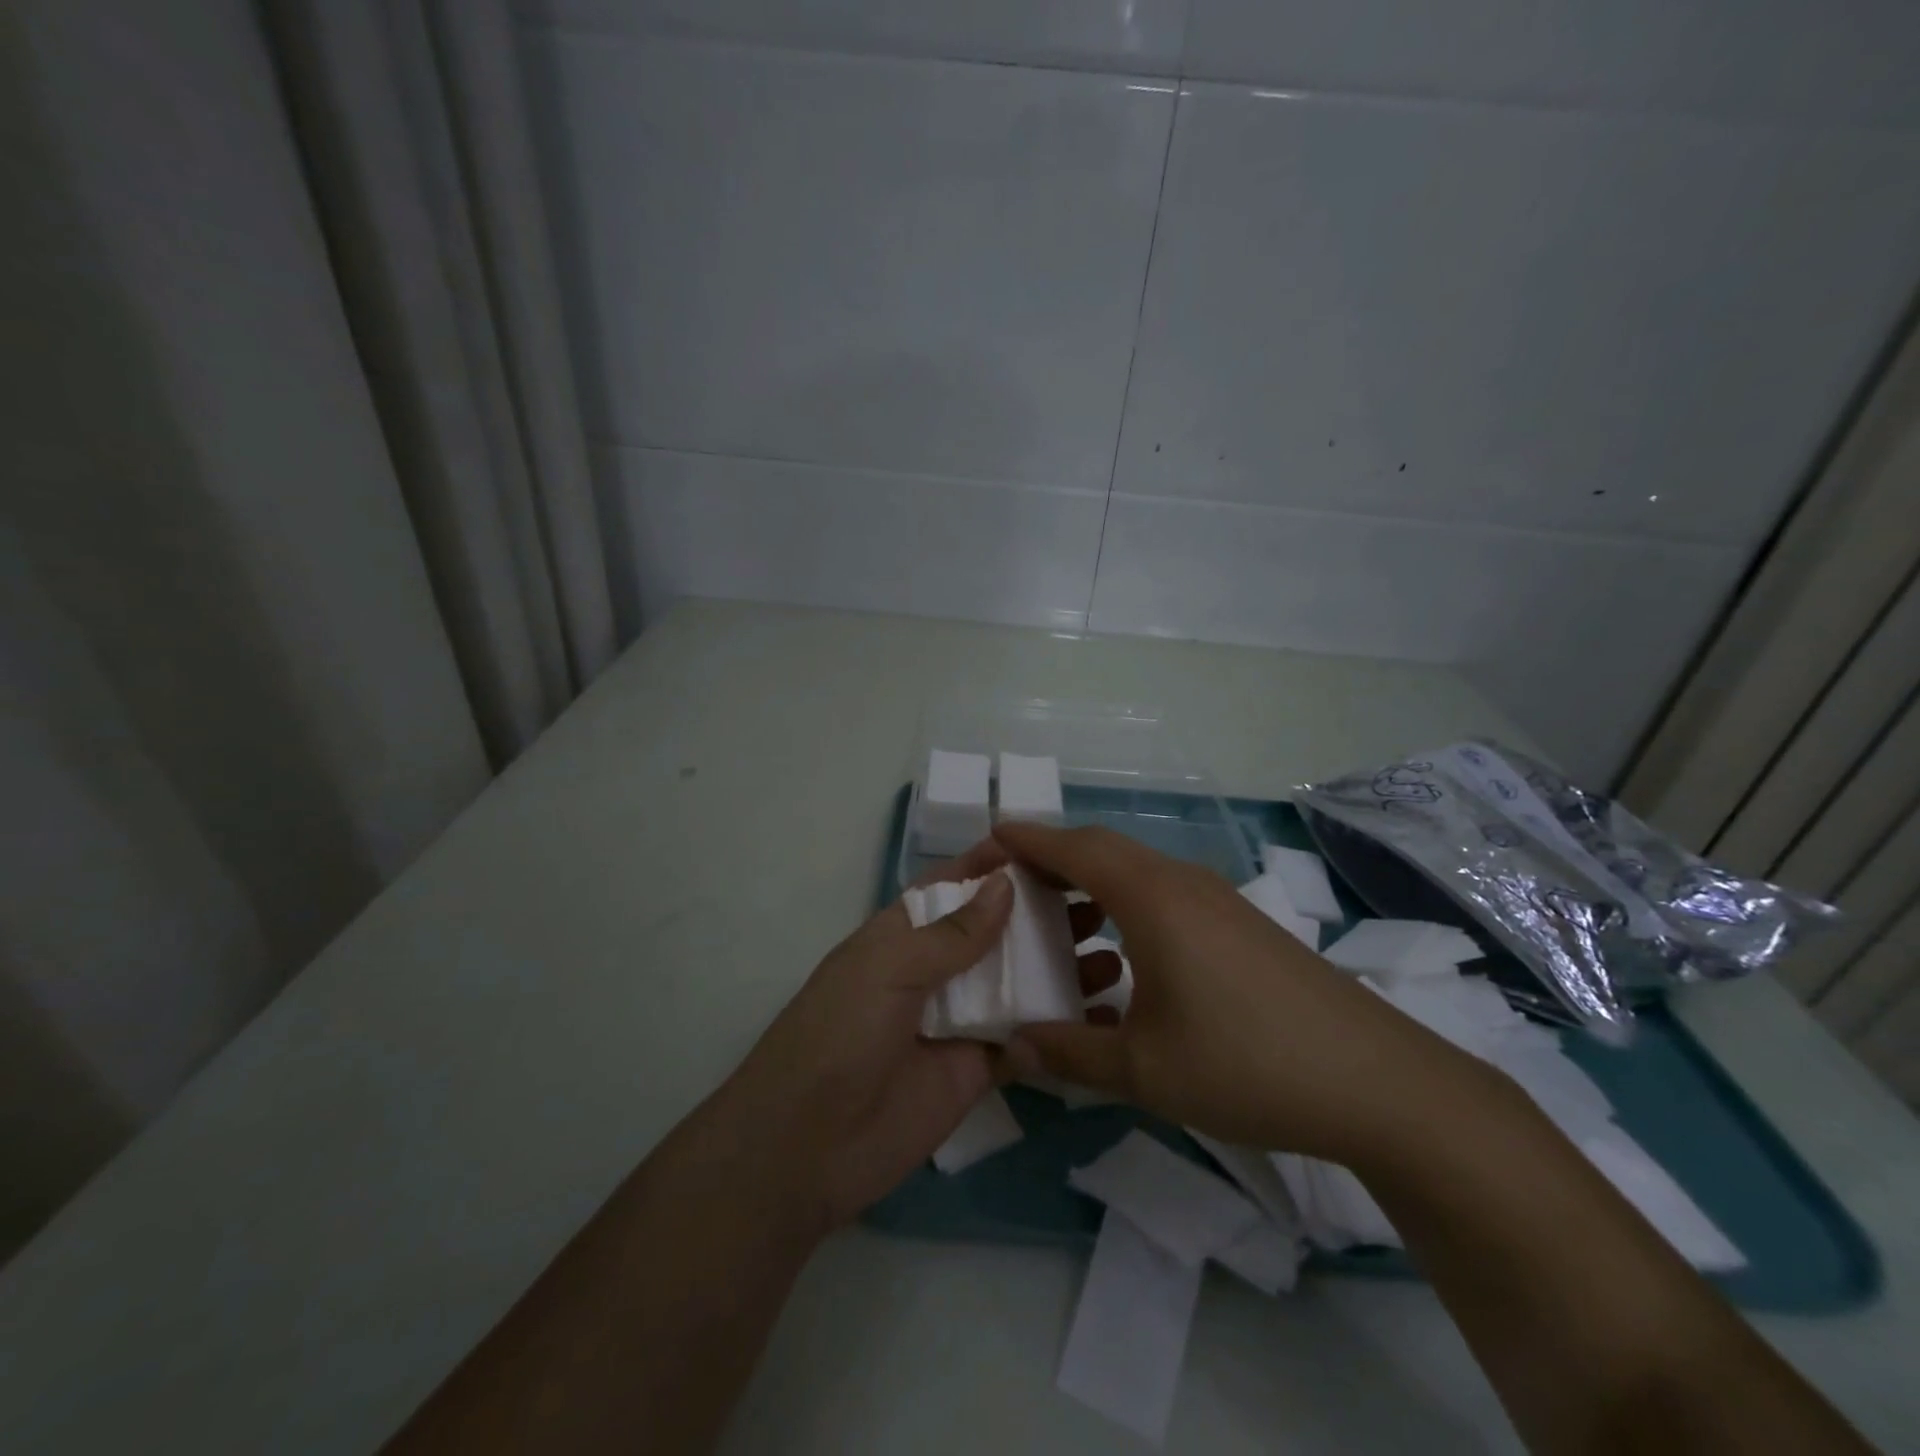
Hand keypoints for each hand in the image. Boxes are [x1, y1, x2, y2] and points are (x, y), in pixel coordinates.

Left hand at [708, 841, 1109, 1234]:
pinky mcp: (977, 1070)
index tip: (1053, 849)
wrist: (807, 1148)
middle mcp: (936, 969)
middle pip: (998, 932)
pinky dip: (1058, 1029)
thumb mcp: (888, 968)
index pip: (957, 886)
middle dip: (1043, 916)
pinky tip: (1103, 1017)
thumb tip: (1006, 884)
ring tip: (1114, 956)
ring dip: (1061, 969)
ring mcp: (958, 1020)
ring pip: (1019, 984)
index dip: (997, 866)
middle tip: (1103, 904)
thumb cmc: (839, 1035)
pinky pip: (1025, 1042)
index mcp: (906, 933)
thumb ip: (951, 933)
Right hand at [996, 821, 1488, 1162]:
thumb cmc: (1247, 1064)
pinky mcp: (1239, 922)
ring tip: (1061, 926)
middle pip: (1102, 848)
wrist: (1376, 1081)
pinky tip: (1123, 957)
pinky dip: (1125, 904)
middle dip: (1051, 859)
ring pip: (1136, 870)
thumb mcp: (1144, 1070)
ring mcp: (1216, 898)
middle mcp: (1181, 882)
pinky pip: (1164, 892)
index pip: (1073, 847)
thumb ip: (1070, 1055)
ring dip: (1091, 884)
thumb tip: (1014, 1049)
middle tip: (1011, 888)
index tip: (987, 842)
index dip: (1026, 839)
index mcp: (1151, 898)